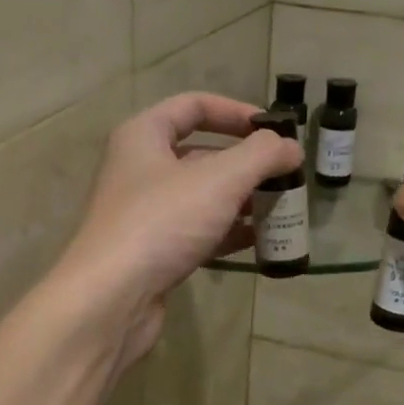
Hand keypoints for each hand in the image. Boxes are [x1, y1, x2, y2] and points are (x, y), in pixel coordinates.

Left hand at [52, 93, 301, 365]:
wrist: (112, 297)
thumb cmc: (163, 222)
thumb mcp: (220, 179)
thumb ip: (262, 155)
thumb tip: (291, 147)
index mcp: (144, 136)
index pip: (193, 106)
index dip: (236, 112)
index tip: (274, 131)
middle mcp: (140, 170)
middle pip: (202, 155)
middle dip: (247, 165)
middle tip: (286, 177)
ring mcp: (146, 215)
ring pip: (203, 198)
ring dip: (242, 202)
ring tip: (282, 210)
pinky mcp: (154, 253)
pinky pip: (198, 233)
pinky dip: (228, 233)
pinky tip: (260, 242)